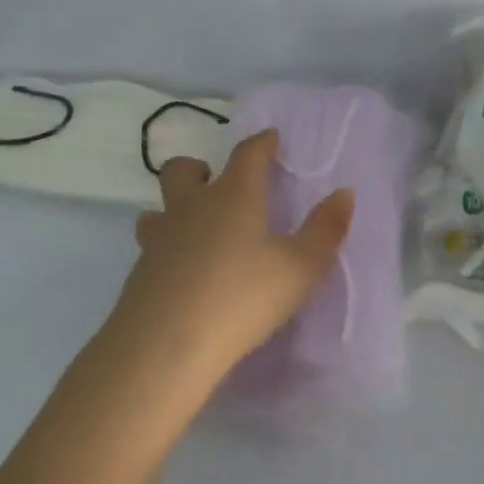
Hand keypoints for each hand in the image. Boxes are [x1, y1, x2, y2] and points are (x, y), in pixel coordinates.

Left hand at [103, 129, 353, 388]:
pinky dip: (166, 251)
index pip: (247, 154)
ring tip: (194, 230)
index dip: (261, 143)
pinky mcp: (139, 274)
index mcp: (233, 196)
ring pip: (157, 210)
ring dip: (173, 211)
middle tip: (213, 182)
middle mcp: (191, 207)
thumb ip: (324, 230)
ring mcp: (159, 239)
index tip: (269, 138)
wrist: (166, 345)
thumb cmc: (241, 297)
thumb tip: (344, 193)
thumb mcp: (298, 269)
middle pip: (181, 170)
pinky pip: (151, 248)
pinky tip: (182, 276)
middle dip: (197, 169)